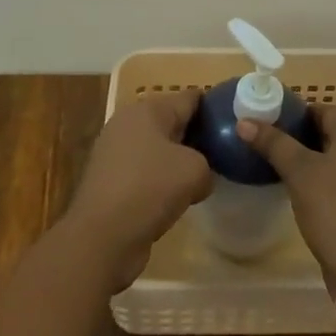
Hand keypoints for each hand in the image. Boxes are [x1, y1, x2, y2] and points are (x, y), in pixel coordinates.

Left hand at [63, 90, 212, 290]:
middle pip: (172, 121)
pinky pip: (145, 172)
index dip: (215, 107)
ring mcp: (114, 152)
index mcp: (148, 109)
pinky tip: (177, 197)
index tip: (234, 122)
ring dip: (178, 161)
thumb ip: (207, 164)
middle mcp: (128, 123)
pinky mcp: (109, 180)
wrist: (101, 237)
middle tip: (224, 151)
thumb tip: (200, 176)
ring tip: (204, 176)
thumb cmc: (150, 189)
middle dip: (197, 135)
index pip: (190, 98)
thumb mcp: (195, 171)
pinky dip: (160, 181)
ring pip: (158, 149)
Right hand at [239, 106, 335, 289]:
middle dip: (307, 141)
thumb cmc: (334, 209)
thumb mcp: (299, 173)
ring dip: (324, 160)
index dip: (292, 122)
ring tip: (294, 177)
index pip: (320, 110)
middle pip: (335, 131)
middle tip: (278, 158)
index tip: (270, 138)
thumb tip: (244, 122)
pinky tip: (320, 196)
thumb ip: (273, 143)